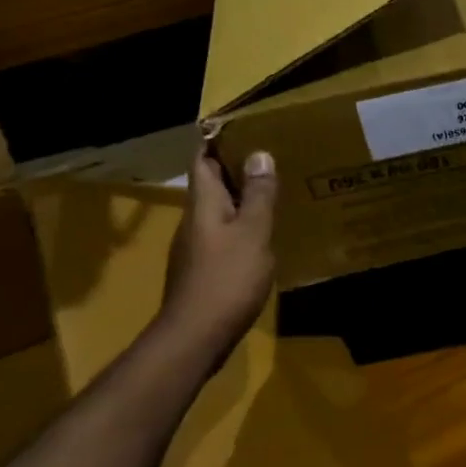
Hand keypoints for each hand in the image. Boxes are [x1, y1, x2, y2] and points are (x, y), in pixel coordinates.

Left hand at [160, 145, 277, 357]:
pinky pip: (222, 239)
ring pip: (218, 214)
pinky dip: (241, 230)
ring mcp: (194, 250)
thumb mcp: (252, 233)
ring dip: (240, 202)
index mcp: (203, 205)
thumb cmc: (226, 279)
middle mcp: (194, 222)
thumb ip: (258, 195)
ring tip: (272, 195)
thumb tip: (259, 153)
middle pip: (210, 186)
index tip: (241, 127)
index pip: (203, 161)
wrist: (195, 338)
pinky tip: (262, 239)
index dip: (217, 142)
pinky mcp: (201, 273)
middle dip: (235, 171)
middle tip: (270, 158)